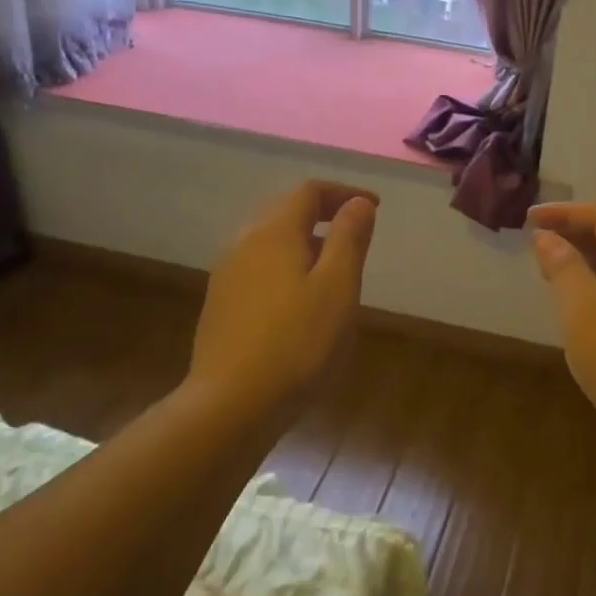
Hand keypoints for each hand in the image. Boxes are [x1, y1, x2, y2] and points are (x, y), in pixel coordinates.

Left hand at [188, 180, 377, 428]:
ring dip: (304, 241)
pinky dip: (286, 265)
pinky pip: (259, 266)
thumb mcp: (338, 287)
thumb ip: (349, 238)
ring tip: (334, 268)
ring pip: (269, 240)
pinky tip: (301, 299)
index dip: (344, 193)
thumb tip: (358, 203)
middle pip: (284, 210)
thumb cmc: (298, 343)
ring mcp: (226, 275)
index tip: (375, 207)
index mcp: (274, 232)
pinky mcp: (221, 304)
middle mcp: (243, 243)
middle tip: (356, 232)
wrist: (231, 404)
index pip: (309, 191)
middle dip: (323, 213)